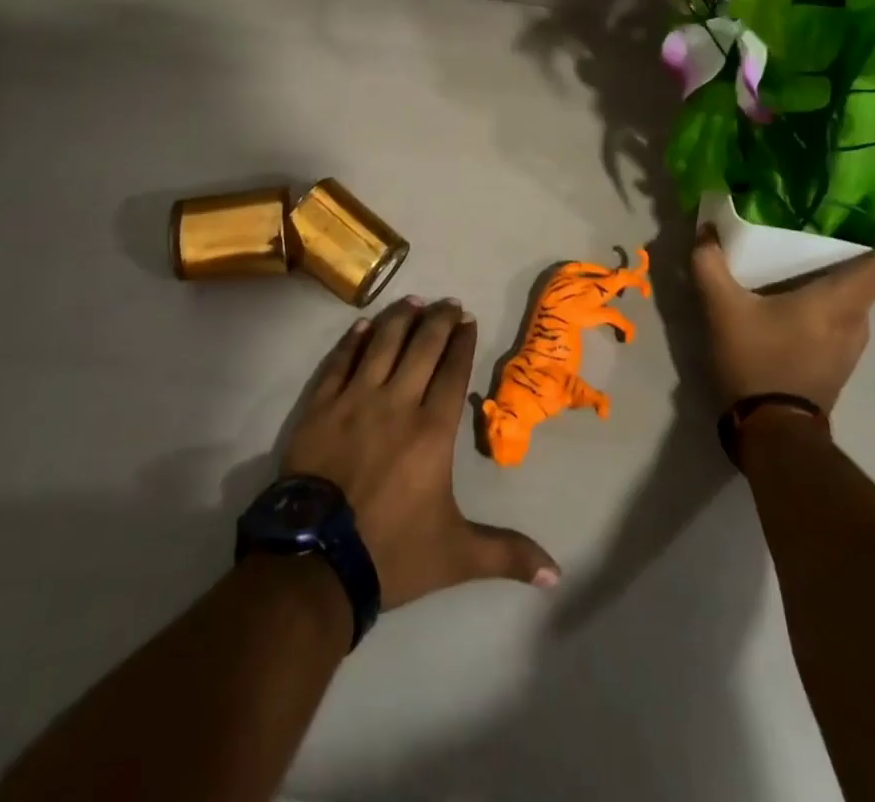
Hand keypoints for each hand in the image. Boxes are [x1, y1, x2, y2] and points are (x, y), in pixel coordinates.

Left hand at [280, 297, 559, 608]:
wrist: (316, 561)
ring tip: (413, 301)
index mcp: (432, 430)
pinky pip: (340, 361)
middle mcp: (397, 402)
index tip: (469, 319)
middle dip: (439, 320)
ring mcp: (355, 400)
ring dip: (400, 318)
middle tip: (448, 302)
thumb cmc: (392, 552)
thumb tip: (557, 574)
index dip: (463, 341)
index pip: (452, 370)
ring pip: (383, 344)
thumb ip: (507, 554)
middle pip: (422, 347)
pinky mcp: (321, 406)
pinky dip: (354, 340)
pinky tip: (364, 324)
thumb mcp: (457, 555)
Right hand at [690, 208, 874, 411]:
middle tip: (834, 216)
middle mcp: (857, 321)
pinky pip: (840, 316)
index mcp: (841, 302)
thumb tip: (705, 230)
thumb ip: (710, 265)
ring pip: (853, 298)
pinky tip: (795, 292)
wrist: (772, 434)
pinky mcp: (838, 361)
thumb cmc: (757, 363)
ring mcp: (851, 346)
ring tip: (808, 251)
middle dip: (861, 246)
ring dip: (839, 274)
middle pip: (871, 277)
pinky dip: (828, 297)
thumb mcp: (723, 310)